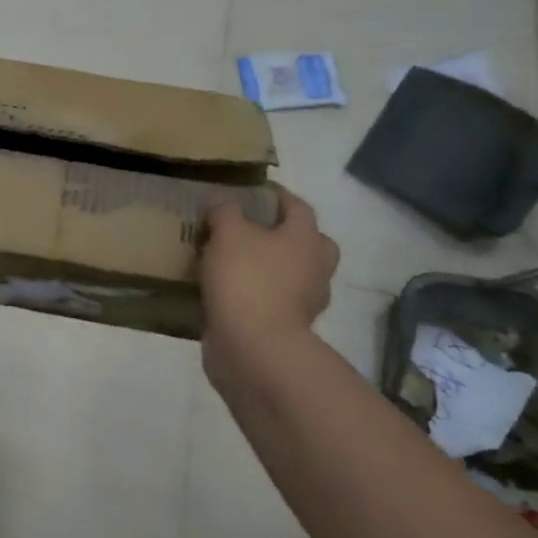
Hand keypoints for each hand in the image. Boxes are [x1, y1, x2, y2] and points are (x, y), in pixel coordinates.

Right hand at [199, 187, 338, 385]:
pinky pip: (273, 299)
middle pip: (308, 242)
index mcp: (306, 239)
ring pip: (291, 273)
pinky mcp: (287, 326)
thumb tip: (223, 204)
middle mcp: (314, 268)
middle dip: (284, 233)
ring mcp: (304, 301)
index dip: (276, 195)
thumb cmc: (247, 279)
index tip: (253, 190)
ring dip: (269, 265)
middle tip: (252, 228)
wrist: (253, 347)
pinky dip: (256, 292)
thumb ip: (225, 211)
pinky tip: (228, 288)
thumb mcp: (228, 232)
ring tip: (232, 259)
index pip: (298, 206)